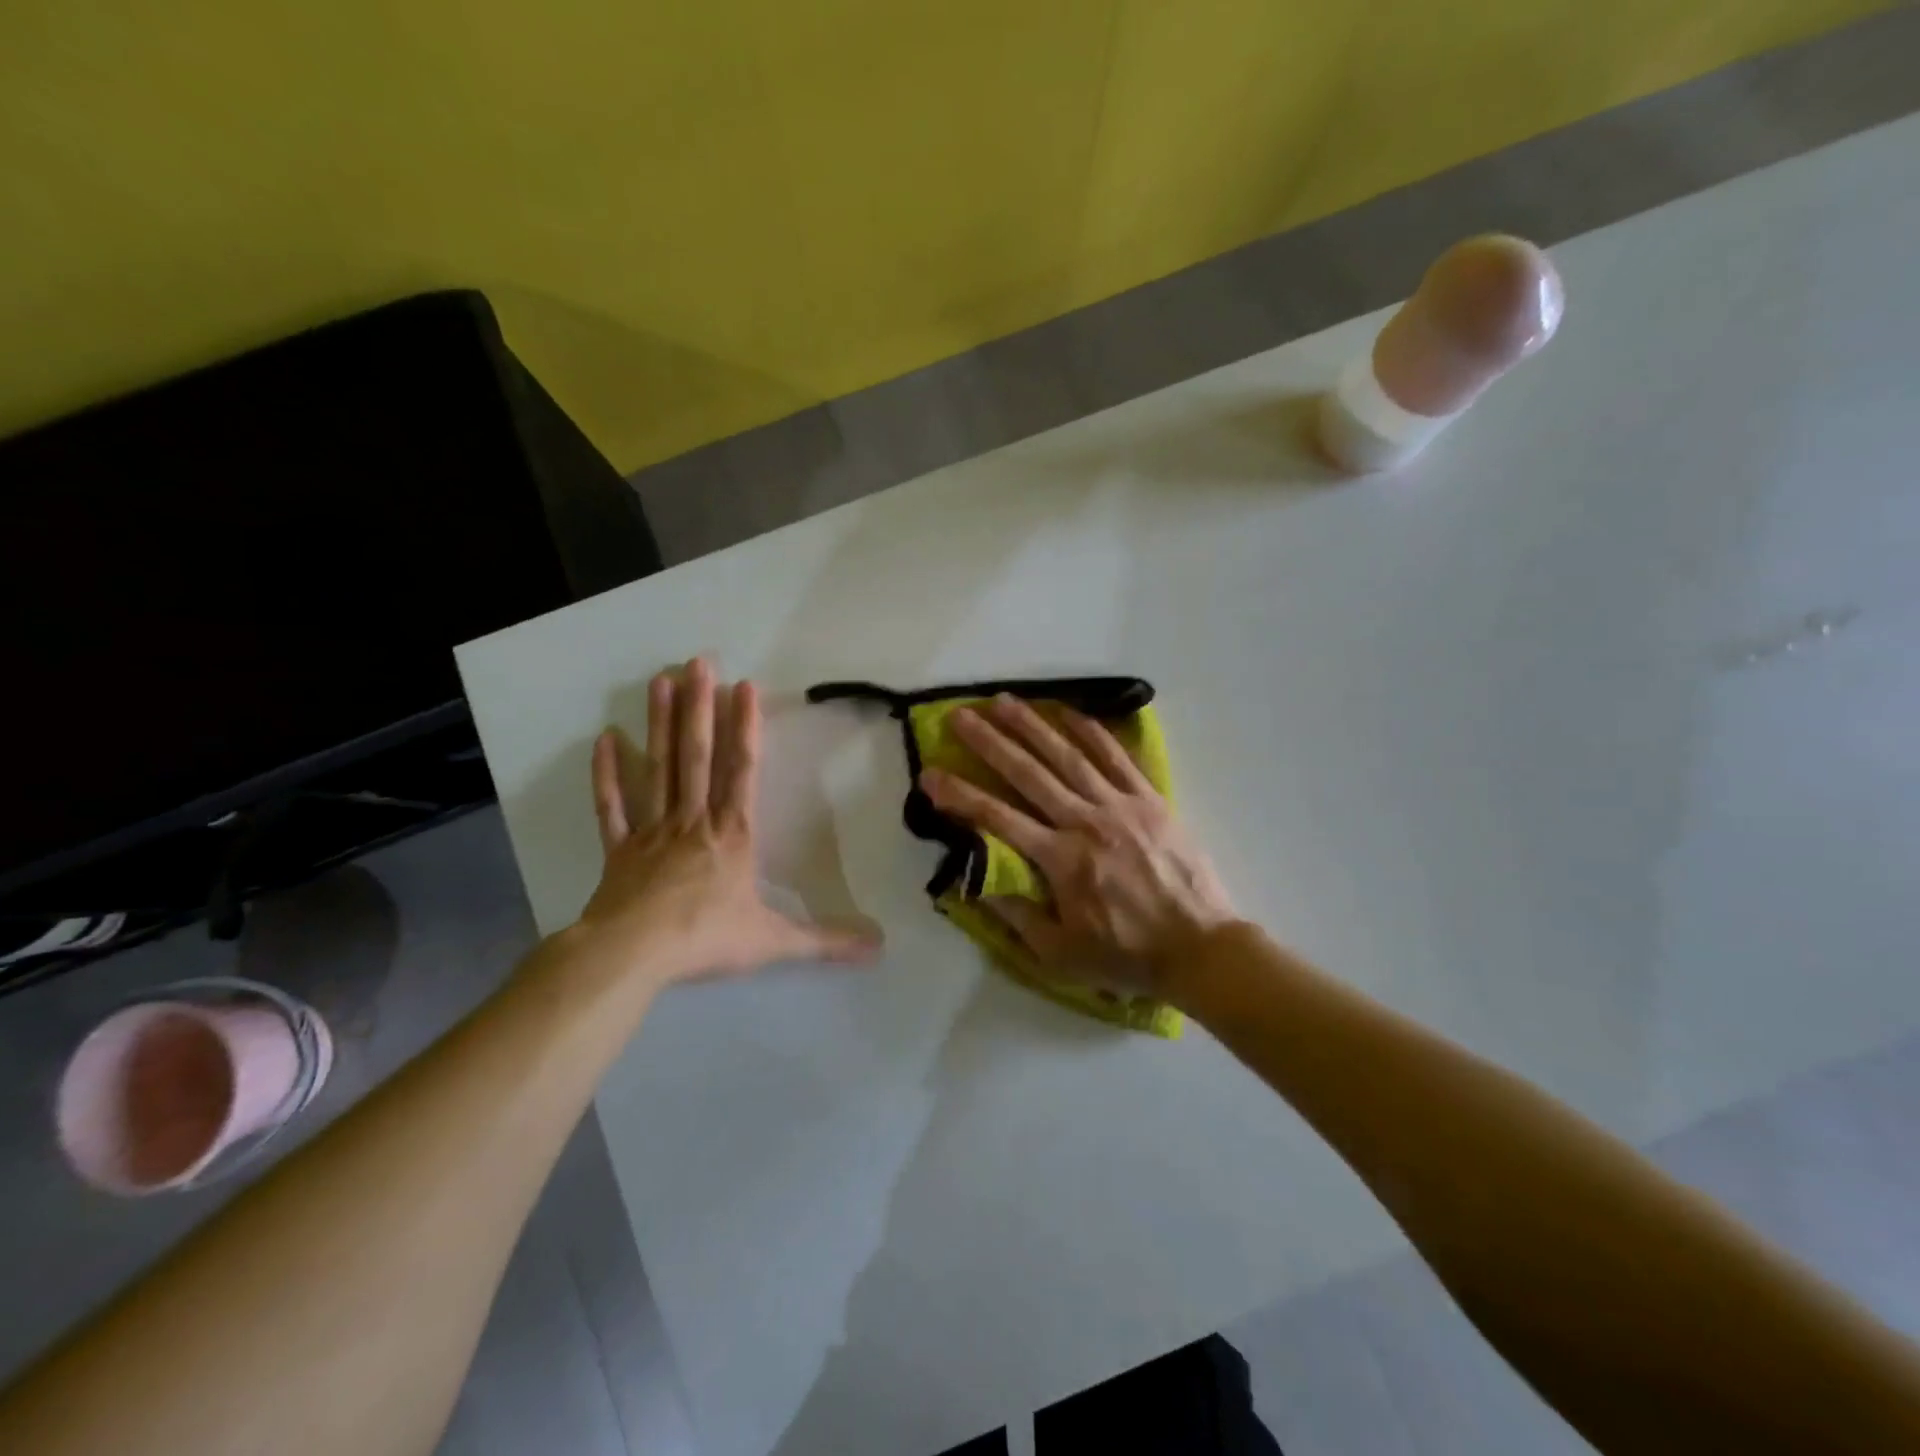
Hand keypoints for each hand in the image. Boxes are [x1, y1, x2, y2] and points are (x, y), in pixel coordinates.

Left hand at [575, 658, 880, 986]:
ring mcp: (653, 830)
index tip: (743, 686)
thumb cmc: (705, 939)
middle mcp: (694, 820)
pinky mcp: (620, 849)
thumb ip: (826, 941)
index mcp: (733, 834)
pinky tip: (605, 739)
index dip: (744, 728)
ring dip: (659, 724)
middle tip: (696, 661)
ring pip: (658, 768)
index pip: (741, 771)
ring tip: (660, 681)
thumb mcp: (775, 942)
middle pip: (696, 755)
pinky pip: (613, 806)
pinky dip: (608, 774)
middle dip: (699, 707)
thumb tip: (880, 947)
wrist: (631, 956)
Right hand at [920, 694, 1235, 1000]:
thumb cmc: (1127, 954)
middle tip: (960, 715)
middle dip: (990, 743)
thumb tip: (974, 880)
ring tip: (1003, 701)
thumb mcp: (1061, 953)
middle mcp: (1086, 822)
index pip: (997, 818)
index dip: (959, 795)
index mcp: (1061, 860)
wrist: (1202, 947)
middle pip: (1029, 774)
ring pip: (1069, 756)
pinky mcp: (1150, 799)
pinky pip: (1116, 757)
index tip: (929, 774)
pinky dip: (1091, 731)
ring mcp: (1121, 805)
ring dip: (1033, 726)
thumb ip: (1016, 914)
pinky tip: (1068, 711)